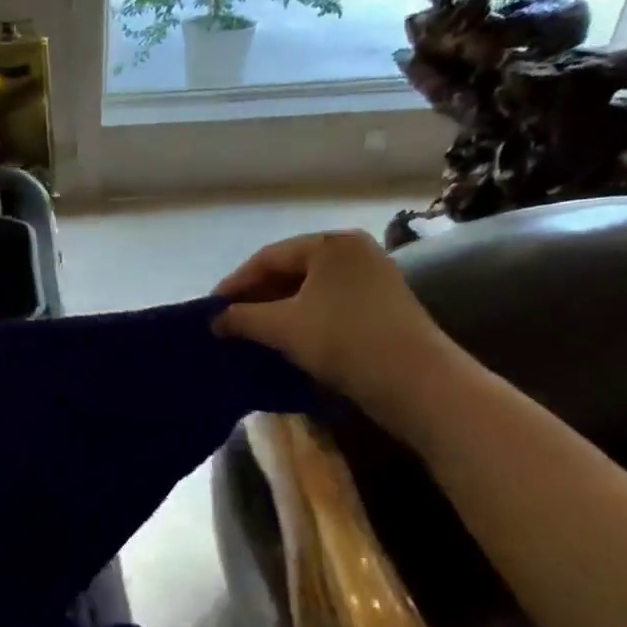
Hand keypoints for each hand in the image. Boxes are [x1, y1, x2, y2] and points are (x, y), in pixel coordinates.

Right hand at [214, 230, 464, 439]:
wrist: (416, 382)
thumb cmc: (344, 340)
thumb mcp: (283, 327)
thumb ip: (242, 318)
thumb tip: (214, 320)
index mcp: (330, 244)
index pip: (268, 257)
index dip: (235, 283)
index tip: (211, 308)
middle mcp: (353, 252)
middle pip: (290, 270)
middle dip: (256, 296)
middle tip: (228, 321)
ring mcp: (371, 279)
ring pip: (309, 290)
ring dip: (277, 310)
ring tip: (250, 332)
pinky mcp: (381, 307)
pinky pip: (328, 305)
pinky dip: (302, 318)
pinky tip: (284, 339)